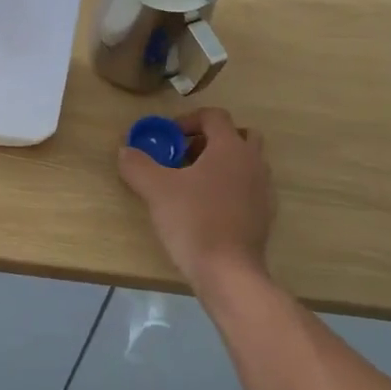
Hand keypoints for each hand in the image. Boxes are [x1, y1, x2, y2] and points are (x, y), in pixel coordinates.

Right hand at [118, 108, 274, 290]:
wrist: (228, 273)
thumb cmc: (194, 221)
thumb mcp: (156, 190)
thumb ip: (138, 165)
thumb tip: (125, 151)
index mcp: (230, 147)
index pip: (214, 116)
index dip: (189, 120)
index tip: (168, 137)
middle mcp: (253, 162)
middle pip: (237, 135)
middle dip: (210, 140)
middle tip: (185, 156)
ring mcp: (264, 190)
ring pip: (245, 163)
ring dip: (222, 164)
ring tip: (193, 183)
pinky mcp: (265, 215)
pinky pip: (249, 188)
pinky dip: (231, 188)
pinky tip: (208, 208)